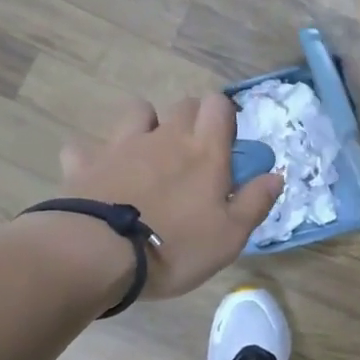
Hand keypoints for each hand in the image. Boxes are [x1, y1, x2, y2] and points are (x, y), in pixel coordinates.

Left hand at [52, 96, 282, 298]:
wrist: (100, 255)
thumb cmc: (176, 246)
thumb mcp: (230, 236)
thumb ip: (255, 202)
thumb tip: (276, 175)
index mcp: (204, 151)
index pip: (219, 106)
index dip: (225, 115)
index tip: (227, 141)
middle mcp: (165, 137)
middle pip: (183, 105)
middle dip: (192, 119)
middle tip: (195, 153)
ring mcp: (121, 146)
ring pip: (138, 111)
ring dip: (146, 124)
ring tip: (148, 155)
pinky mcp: (84, 163)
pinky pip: (86, 147)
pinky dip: (94, 156)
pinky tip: (98, 175)